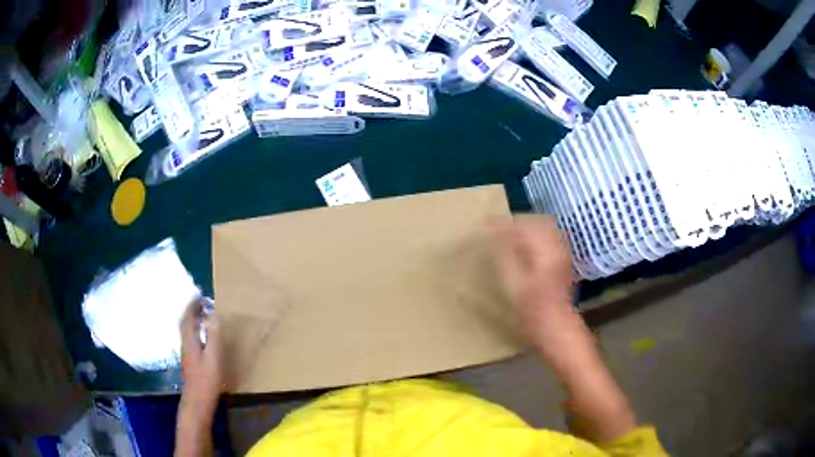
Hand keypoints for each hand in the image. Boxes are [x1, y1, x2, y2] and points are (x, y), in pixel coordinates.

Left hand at [180, 300, 224, 417]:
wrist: (197, 401)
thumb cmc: (206, 380)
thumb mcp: (213, 357)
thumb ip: (213, 337)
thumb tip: (214, 316)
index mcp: (190, 340)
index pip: (188, 317)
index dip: (192, 305)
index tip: (199, 295)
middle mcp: (185, 344)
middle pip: (185, 323)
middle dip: (191, 311)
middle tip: (201, 302)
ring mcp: (187, 353)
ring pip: (187, 331)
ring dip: (192, 320)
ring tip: (202, 315)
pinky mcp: (190, 360)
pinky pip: (191, 338)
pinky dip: (195, 330)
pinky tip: (202, 336)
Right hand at [492, 216, 594, 375]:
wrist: (561, 332)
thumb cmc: (535, 315)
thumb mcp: (514, 287)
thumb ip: (505, 258)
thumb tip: (495, 236)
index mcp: (545, 252)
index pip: (523, 225)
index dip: (503, 224)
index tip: (486, 224)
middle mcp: (557, 248)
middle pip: (537, 222)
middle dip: (516, 222)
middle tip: (497, 229)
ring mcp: (563, 255)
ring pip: (545, 229)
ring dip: (526, 228)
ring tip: (508, 236)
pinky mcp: (564, 263)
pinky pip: (549, 239)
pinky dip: (535, 237)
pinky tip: (524, 248)